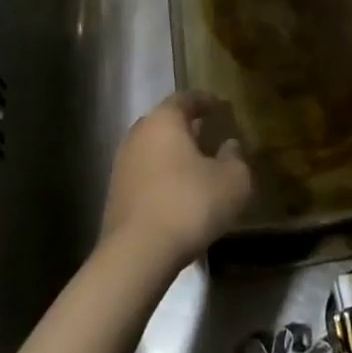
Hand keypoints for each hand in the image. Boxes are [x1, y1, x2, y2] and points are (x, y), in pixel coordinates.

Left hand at [101, 92, 252, 269]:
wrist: (137, 254)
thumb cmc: (189, 204)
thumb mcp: (232, 181)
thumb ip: (236, 157)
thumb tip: (230, 145)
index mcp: (165, 120)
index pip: (186, 98)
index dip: (205, 101)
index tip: (220, 107)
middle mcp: (139, 133)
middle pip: (166, 122)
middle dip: (187, 127)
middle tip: (209, 135)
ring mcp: (122, 164)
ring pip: (153, 149)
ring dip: (173, 154)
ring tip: (196, 167)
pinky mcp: (115, 195)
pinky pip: (145, 174)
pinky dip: (162, 177)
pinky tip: (178, 194)